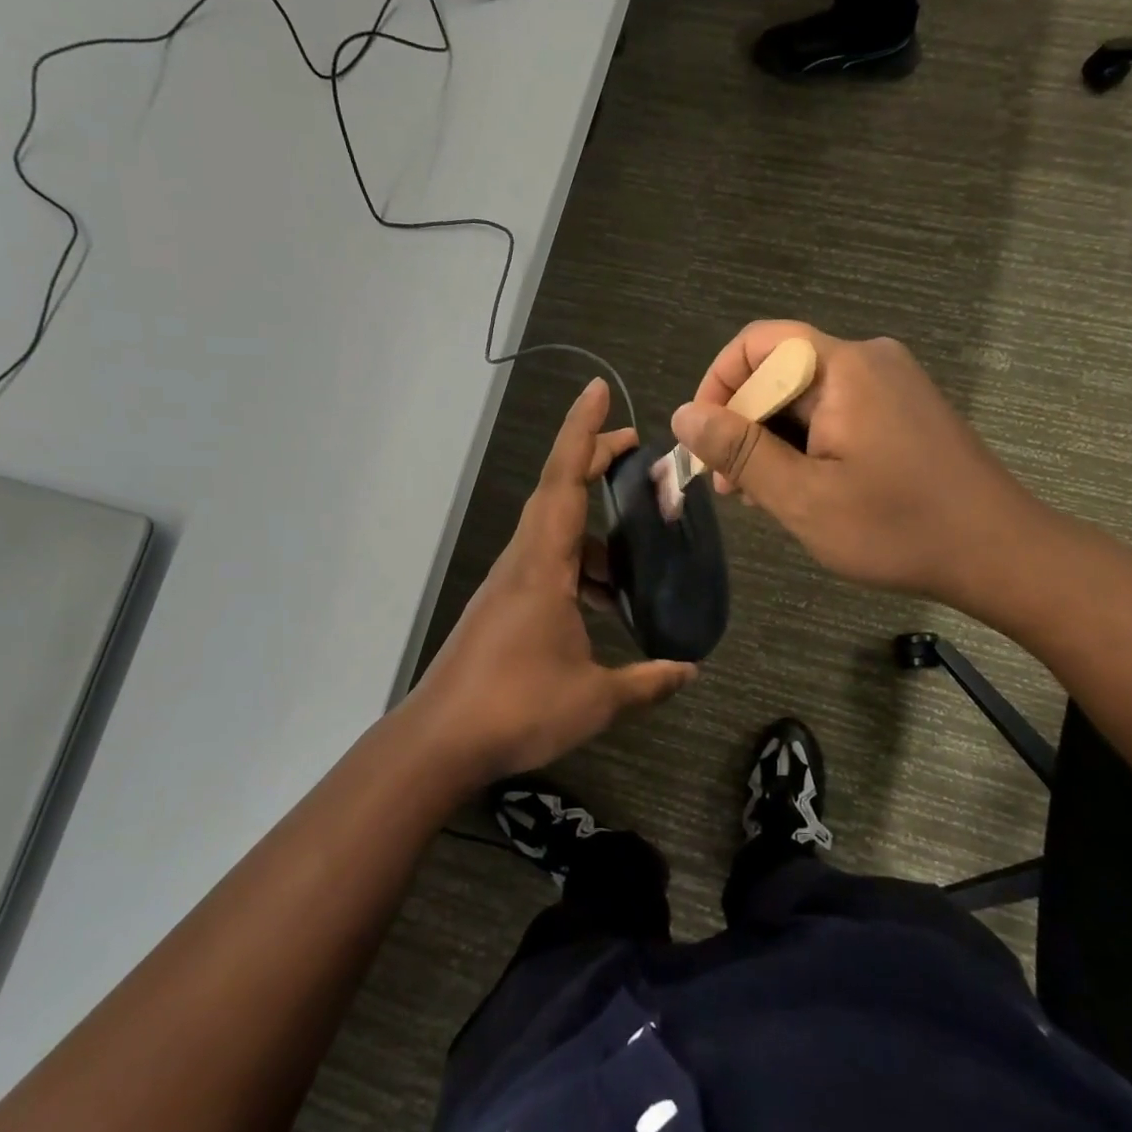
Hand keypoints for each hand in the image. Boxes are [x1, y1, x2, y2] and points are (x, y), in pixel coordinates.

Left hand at [412, 378, 696, 782]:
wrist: (441, 740)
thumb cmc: (517, 709)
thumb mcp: (595, 698)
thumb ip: (647, 681)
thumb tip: (691, 670)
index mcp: (544, 565)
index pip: (564, 480)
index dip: (583, 432)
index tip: (599, 391)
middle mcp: (523, 561)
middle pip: (558, 492)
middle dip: (594, 461)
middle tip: (636, 451)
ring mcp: (510, 583)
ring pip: (555, 533)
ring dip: (594, 531)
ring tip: (637, 555)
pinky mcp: (504, 606)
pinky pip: (548, 565)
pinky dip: (580, 567)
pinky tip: (605, 603)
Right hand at [669, 322, 1052, 614]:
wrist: (1000, 553)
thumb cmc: (898, 527)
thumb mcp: (804, 496)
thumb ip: (739, 451)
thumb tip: (683, 415)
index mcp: (843, 367)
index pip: (756, 345)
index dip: (717, 386)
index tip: (704, 444)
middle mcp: (868, 359)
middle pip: (779, 371)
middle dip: (744, 424)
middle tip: (732, 488)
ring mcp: (891, 383)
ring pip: (804, 396)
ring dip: (773, 439)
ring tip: (765, 497)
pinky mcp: (903, 409)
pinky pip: (835, 410)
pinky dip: (806, 443)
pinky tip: (805, 487)